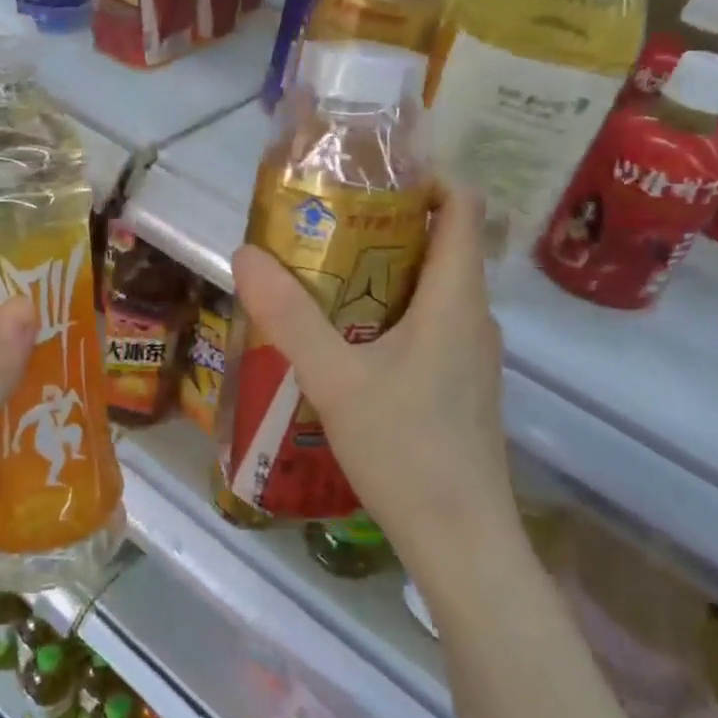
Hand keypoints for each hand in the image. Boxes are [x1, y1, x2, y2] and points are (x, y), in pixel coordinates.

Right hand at [230, 189, 512, 562]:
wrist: (461, 541)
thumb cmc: (406, 449)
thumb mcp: (335, 378)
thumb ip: (288, 315)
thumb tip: (245, 253)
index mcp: (456, 298)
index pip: (464, 205)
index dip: (426, 176)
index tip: (368, 176)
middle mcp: (472, 315)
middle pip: (441, 242)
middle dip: (384, 223)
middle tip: (322, 223)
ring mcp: (469, 353)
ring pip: (431, 286)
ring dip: (381, 270)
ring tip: (320, 273)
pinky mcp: (459, 383)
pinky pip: (427, 322)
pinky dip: (388, 310)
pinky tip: (343, 339)